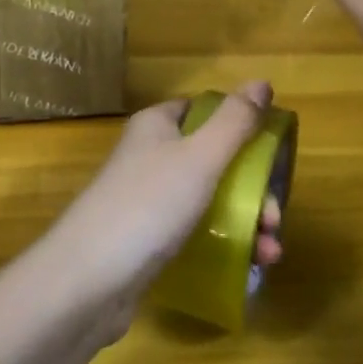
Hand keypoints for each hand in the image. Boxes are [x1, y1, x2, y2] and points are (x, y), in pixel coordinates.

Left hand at [48, 83, 284, 340]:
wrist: (87, 281)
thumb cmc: (148, 205)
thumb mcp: (200, 157)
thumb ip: (235, 121)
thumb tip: (262, 82)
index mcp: (157, 126)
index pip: (204, 111)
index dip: (239, 127)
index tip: (271, 155)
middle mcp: (150, 156)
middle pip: (213, 160)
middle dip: (252, 189)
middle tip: (274, 219)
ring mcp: (147, 200)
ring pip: (208, 200)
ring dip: (245, 222)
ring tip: (269, 254)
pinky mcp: (147, 241)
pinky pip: (194, 233)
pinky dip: (223, 245)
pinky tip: (248, 268)